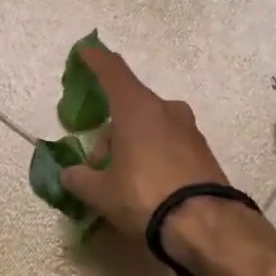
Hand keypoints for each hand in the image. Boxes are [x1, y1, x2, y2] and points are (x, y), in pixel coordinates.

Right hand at [59, 45, 231, 247]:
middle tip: (97, 165)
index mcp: (137, 109)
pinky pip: (169, 143)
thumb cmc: (145, 197)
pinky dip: (154, 154)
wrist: (206, 225)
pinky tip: (148, 185)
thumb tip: (69, 174)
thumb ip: (80, 179)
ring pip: (150, 126)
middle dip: (110, 131)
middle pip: (130, 107)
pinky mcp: (204, 151)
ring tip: (122, 180)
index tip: (86, 50)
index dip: (96, 59)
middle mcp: (166, 110)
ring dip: (132, 143)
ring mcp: (189, 129)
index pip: (113, 72)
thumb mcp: (102, 193)